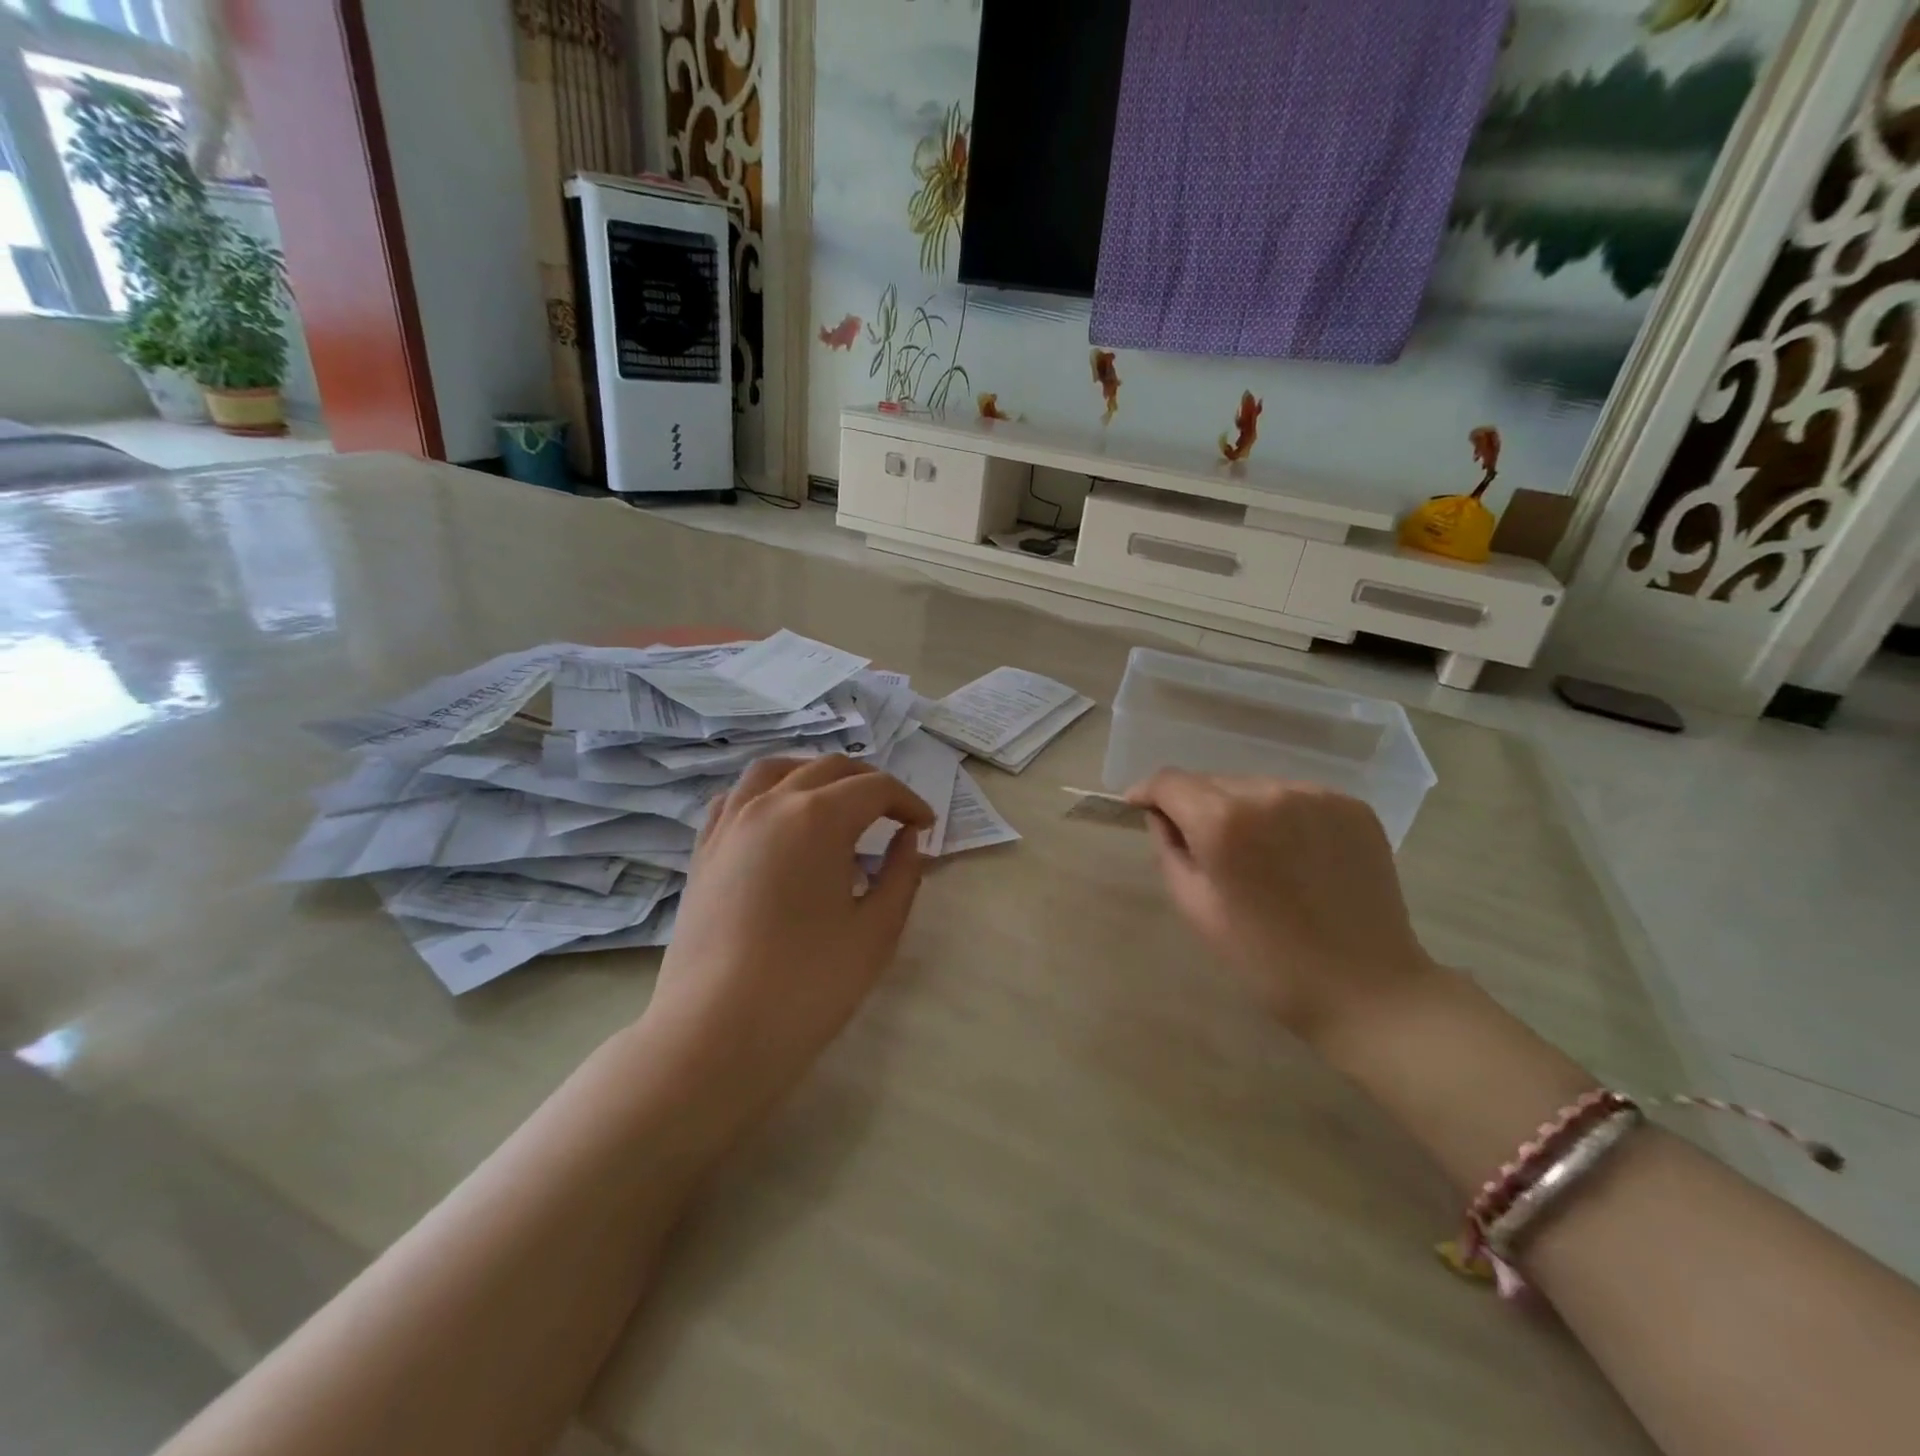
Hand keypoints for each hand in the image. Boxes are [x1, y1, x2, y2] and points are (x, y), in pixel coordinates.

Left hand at [638, 755, 933, 1131]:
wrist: (716, 1032)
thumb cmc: (809, 983)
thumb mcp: (876, 930)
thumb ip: (902, 873)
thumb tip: (908, 837)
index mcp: (818, 817)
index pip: (875, 788)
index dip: (908, 802)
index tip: (927, 826)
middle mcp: (771, 803)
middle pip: (828, 769)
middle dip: (869, 783)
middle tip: (893, 815)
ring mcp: (730, 823)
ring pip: (776, 770)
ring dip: (814, 774)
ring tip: (835, 799)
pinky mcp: (704, 850)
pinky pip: (737, 797)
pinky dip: (767, 792)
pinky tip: (778, 818)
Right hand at [1126, 771, 1436, 1042]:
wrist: (1366, 989)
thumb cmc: (1266, 960)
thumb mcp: (1195, 908)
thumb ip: (1169, 849)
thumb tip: (1163, 817)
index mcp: (1223, 821)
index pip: (1170, 782)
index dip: (1149, 793)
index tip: (1141, 808)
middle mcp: (1268, 793)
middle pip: (1213, 782)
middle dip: (1197, 806)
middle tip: (1205, 849)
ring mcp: (1316, 796)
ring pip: (1255, 787)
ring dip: (1242, 810)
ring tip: (1256, 857)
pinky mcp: (1351, 806)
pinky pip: (1296, 798)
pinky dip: (1283, 817)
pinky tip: (1295, 856)